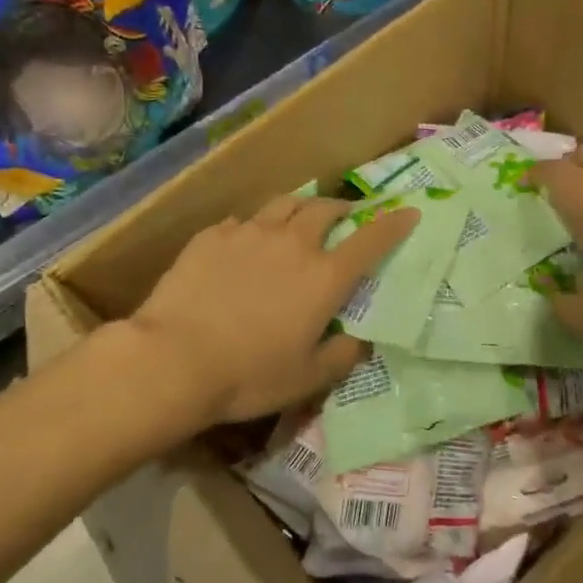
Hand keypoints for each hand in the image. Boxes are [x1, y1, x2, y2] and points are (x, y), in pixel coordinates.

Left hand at [127, 195, 418, 425]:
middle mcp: (293, 243)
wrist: (174, 358)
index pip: (371, 240)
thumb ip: (342, 355)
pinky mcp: (213, 235)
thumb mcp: (308, 378)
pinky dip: (256, 226)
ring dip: (301, 208)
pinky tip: (248, 241)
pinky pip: (244, 220)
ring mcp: (250, 233)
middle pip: (325, 209)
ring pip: (285, 204)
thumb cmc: (249, 375)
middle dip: (343, 209)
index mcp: (324, 276)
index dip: (393, 224)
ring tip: (300, 217)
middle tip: (346, 217)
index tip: (408, 212)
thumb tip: (360, 340)